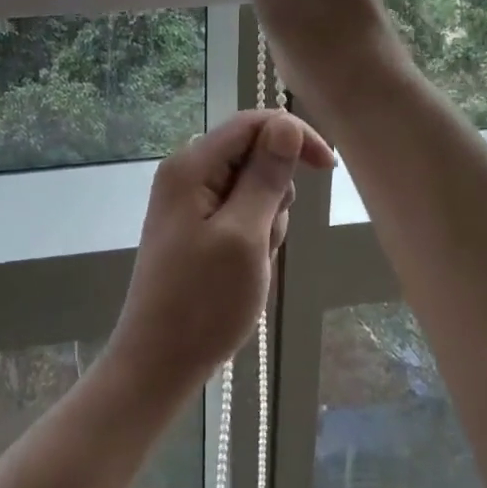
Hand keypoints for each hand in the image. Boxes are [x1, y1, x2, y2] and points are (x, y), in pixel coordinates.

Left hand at [106, 110, 334, 396]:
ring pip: (250, 188)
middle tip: (266, 239)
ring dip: (266, 220)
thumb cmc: (203, 302)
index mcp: (191, 165)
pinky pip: (237, 213)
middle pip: (251, 155)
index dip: (293, 136)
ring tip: (252, 263)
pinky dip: (252, 236)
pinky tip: (243, 271)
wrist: (158, 364)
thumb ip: (266, 176)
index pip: (252, 123)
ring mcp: (187, 201)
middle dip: (275, 193)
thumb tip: (286, 124)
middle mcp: (185, 173)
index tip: (328, 168)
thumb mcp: (245, 236)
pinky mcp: (193, 226)